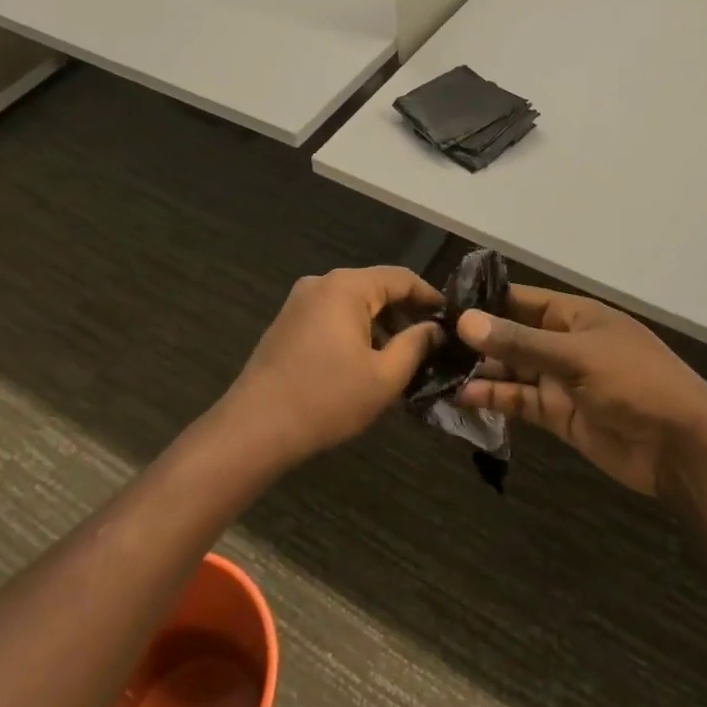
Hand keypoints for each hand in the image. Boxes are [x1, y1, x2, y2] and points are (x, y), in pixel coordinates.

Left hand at [222, 266, 444, 465]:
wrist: (254, 428)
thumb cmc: (326, 399)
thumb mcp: (384, 377)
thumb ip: (416, 345)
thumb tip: (435, 329)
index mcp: (346, 286)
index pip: (401, 277)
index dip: (430, 297)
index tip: (452, 319)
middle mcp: (321, 283)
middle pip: (376, 288)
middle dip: (405, 314)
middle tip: (430, 345)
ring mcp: (300, 302)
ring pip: (354, 304)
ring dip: (380, 326)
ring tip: (401, 359)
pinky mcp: (288, 323)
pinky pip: (333, 317)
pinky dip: (355, 332)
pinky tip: (366, 363)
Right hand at [454, 286, 706, 496]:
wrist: (681, 447)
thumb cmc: (635, 382)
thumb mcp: (576, 356)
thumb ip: (519, 342)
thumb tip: (465, 321)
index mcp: (574, 315)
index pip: (520, 300)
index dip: (484, 301)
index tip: (441, 305)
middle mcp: (563, 343)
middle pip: (511, 336)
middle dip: (476, 339)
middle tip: (427, 342)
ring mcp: (560, 380)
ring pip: (511, 371)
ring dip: (479, 371)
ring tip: (435, 370)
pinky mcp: (559, 415)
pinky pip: (520, 402)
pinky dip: (494, 399)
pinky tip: (462, 397)